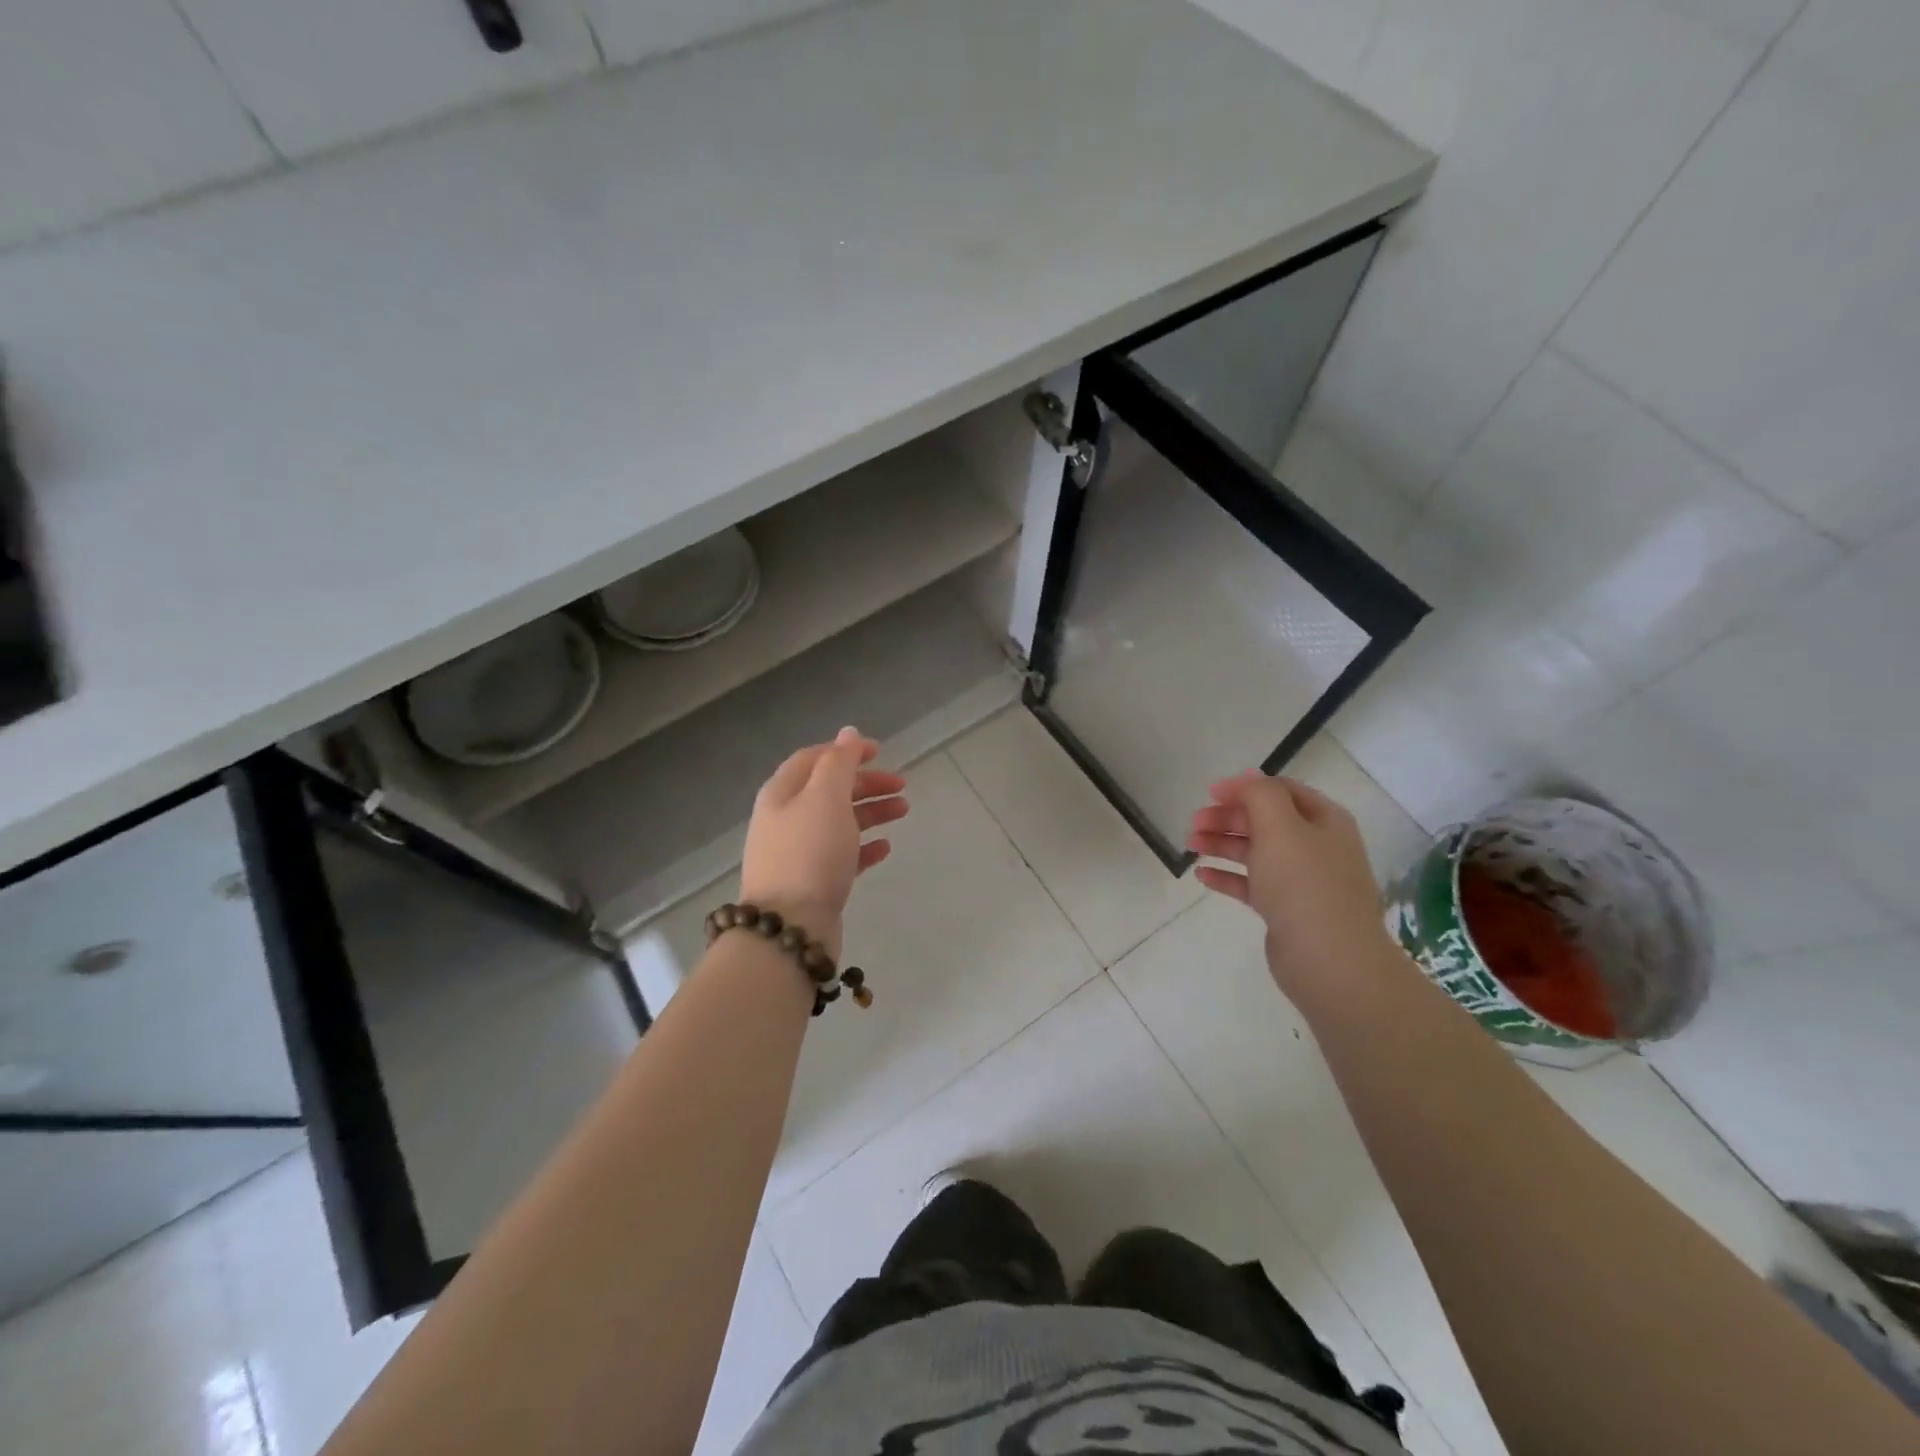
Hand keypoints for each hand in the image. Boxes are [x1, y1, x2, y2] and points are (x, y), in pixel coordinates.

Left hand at [738, 727, 907, 960]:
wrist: (790, 927)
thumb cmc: (809, 853)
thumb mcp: (825, 798)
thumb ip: (839, 763)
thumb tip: (847, 733)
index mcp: (782, 793)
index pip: (814, 758)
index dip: (846, 751)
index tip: (880, 752)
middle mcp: (786, 819)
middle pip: (829, 790)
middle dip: (865, 783)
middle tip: (902, 785)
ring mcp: (799, 853)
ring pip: (839, 822)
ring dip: (871, 811)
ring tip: (904, 811)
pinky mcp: (813, 882)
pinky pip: (842, 855)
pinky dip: (864, 846)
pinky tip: (886, 847)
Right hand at [1187, 773, 1394, 989]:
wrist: (1329, 959)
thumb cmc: (1303, 883)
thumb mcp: (1279, 825)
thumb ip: (1260, 795)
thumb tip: (1248, 779)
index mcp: (1324, 820)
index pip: (1282, 791)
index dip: (1245, 787)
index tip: (1210, 793)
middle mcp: (1317, 846)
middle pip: (1266, 821)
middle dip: (1228, 817)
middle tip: (1195, 822)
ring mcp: (1303, 881)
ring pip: (1256, 852)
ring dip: (1223, 844)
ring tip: (1190, 845)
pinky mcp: (1287, 911)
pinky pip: (1253, 885)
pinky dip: (1228, 876)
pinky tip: (1202, 875)